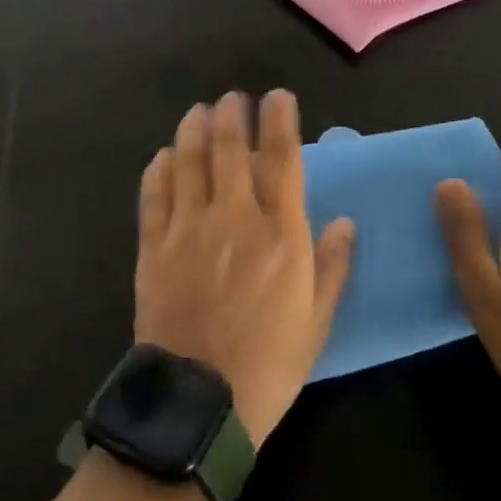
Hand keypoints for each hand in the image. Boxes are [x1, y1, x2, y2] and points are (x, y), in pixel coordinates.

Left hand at [135, 92, 354, 448]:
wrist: (199, 403)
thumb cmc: (269, 364)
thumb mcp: (316, 321)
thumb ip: (333, 265)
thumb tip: (347, 221)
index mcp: (279, 233)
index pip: (282, 157)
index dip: (280, 119)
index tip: (279, 97)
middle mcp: (233, 217)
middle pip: (229, 147)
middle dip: (232, 113)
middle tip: (233, 98)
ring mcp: (188, 228)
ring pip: (188, 160)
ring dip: (193, 129)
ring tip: (199, 112)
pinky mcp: (154, 246)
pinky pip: (153, 194)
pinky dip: (158, 168)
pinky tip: (163, 156)